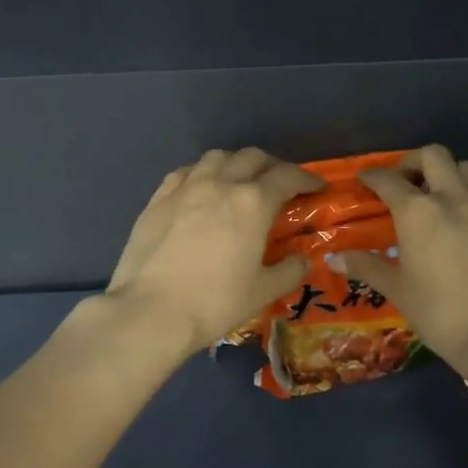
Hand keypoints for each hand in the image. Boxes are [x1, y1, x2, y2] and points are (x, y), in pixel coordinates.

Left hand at [105, 148, 324, 355]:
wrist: (151, 310)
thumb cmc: (214, 302)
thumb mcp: (262, 292)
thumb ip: (288, 271)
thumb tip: (302, 260)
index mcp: (253, 203)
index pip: (287, 177)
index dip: (306, 178)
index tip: (317, 187)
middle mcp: (220, 184)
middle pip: (252, 157)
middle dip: (272, 166)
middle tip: (279, 184)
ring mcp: (185, 188)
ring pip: (216, 157)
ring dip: (235, 163)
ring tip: (239, 180)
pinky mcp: (157, 199)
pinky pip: (184, 172)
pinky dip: (201, 173)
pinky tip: (201, 188)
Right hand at [334, 144, 467, 365]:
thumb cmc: (441, 314)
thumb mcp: (398, 291)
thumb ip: (367, 267)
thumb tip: (334, 258)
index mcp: (416, 212)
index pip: (388, 180)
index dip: (373, 176)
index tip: (366, 180)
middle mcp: (453, 197)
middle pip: (432, 155)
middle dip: (414, 161)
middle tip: (406, 181)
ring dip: (450, 174)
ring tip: (444, 195)